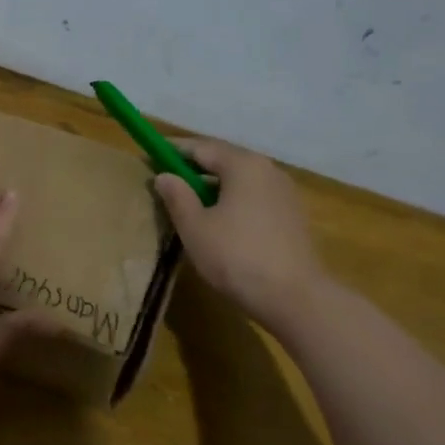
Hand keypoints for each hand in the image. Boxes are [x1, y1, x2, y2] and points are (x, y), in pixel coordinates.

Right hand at [153, 139, 325, 332]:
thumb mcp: (195, 227)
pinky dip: (232, 200)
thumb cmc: (236, 257)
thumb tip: (164, 176)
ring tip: (189, 202)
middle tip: (166, 180)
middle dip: (193, 167)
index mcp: (243, 165)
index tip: (149, 157)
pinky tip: (219, 221)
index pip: (201, 147)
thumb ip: (177, 196)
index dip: (172, 151)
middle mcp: (268, 170)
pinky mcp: (291, 215)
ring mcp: (284, 193)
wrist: (294, 297)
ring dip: (213, 186)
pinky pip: (254, 197)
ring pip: (240, 180)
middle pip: (224, 160)